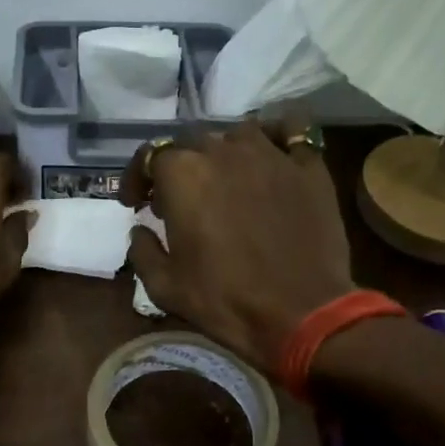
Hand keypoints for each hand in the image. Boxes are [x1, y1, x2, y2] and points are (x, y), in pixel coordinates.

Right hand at [122, 122, 355, 374]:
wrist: (302, 314)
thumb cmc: (225, 300)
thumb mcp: (164, 286)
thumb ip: (142, 250)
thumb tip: (140, 230)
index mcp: (182, 174)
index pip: (149, 156)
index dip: (138, 179)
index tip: (137, 204)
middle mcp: (223, 151)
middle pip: (192, 143)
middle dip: (179, 168)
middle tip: (180, 201)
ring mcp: (270, 154)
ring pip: (238, 134)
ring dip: (224, 153)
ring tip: (226, 179)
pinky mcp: (308, 167)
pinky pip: (291, 131)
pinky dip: (277, 136)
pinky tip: (273, 154)